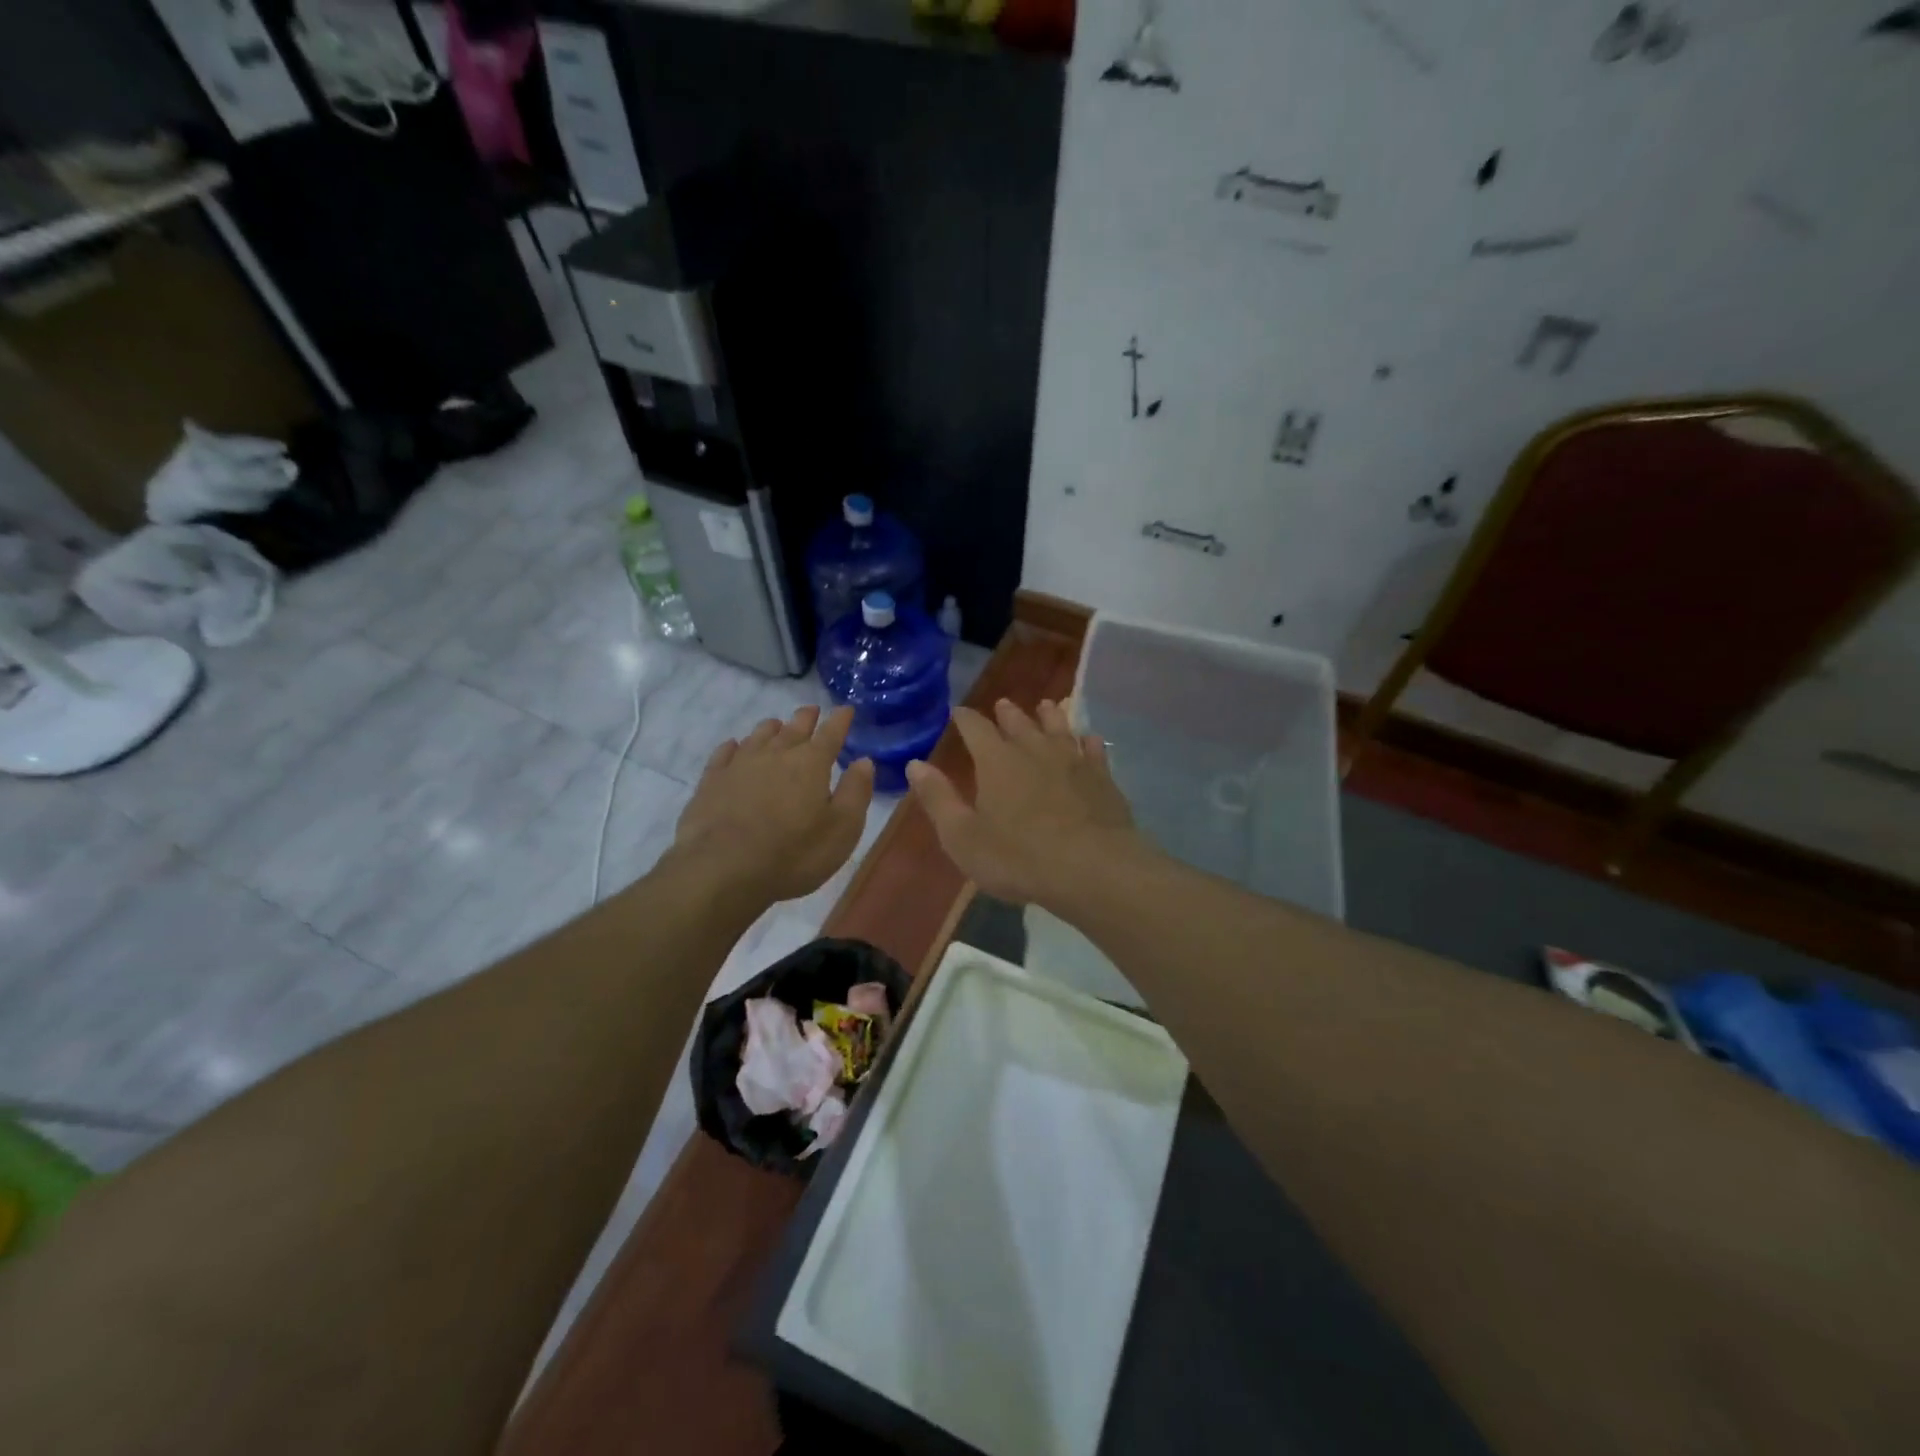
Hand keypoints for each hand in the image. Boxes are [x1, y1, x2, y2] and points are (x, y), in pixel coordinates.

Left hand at [672, 704, 874, 903]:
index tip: (846, 709)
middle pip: (794, 728)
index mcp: (811, 764)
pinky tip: (734, 747)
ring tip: (777, 725)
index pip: (831, 733)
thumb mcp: (842, 829)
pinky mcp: (712, 781)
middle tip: (811, 710)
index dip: (840, 720)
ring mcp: (740, 765)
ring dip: (772, 728)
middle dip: (806, 718)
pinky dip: (734, 746)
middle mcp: (776, 754)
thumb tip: (864, 761)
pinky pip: (725, 753)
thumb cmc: (793, 853)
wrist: (723, 870)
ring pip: (759, 736)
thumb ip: (856, 792)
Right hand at [906, 699, 1143, 905]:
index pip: (976, 729)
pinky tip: (1090, 739)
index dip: (965, 719)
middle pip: (1019, 723)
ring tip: (1046, 706)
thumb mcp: (963, 837)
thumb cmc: (1019, 857)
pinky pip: (1094, 751)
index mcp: (997, 762)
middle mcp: (1034, 750)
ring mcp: (1073, 761)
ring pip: (1059, 729)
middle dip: (1007, 714)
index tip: (958, 712)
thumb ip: (938, 799)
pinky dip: (1088, 742)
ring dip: (1050, 716)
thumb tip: (916, 764)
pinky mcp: (1102, 778)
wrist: (1092, 868)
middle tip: (1003, 704)